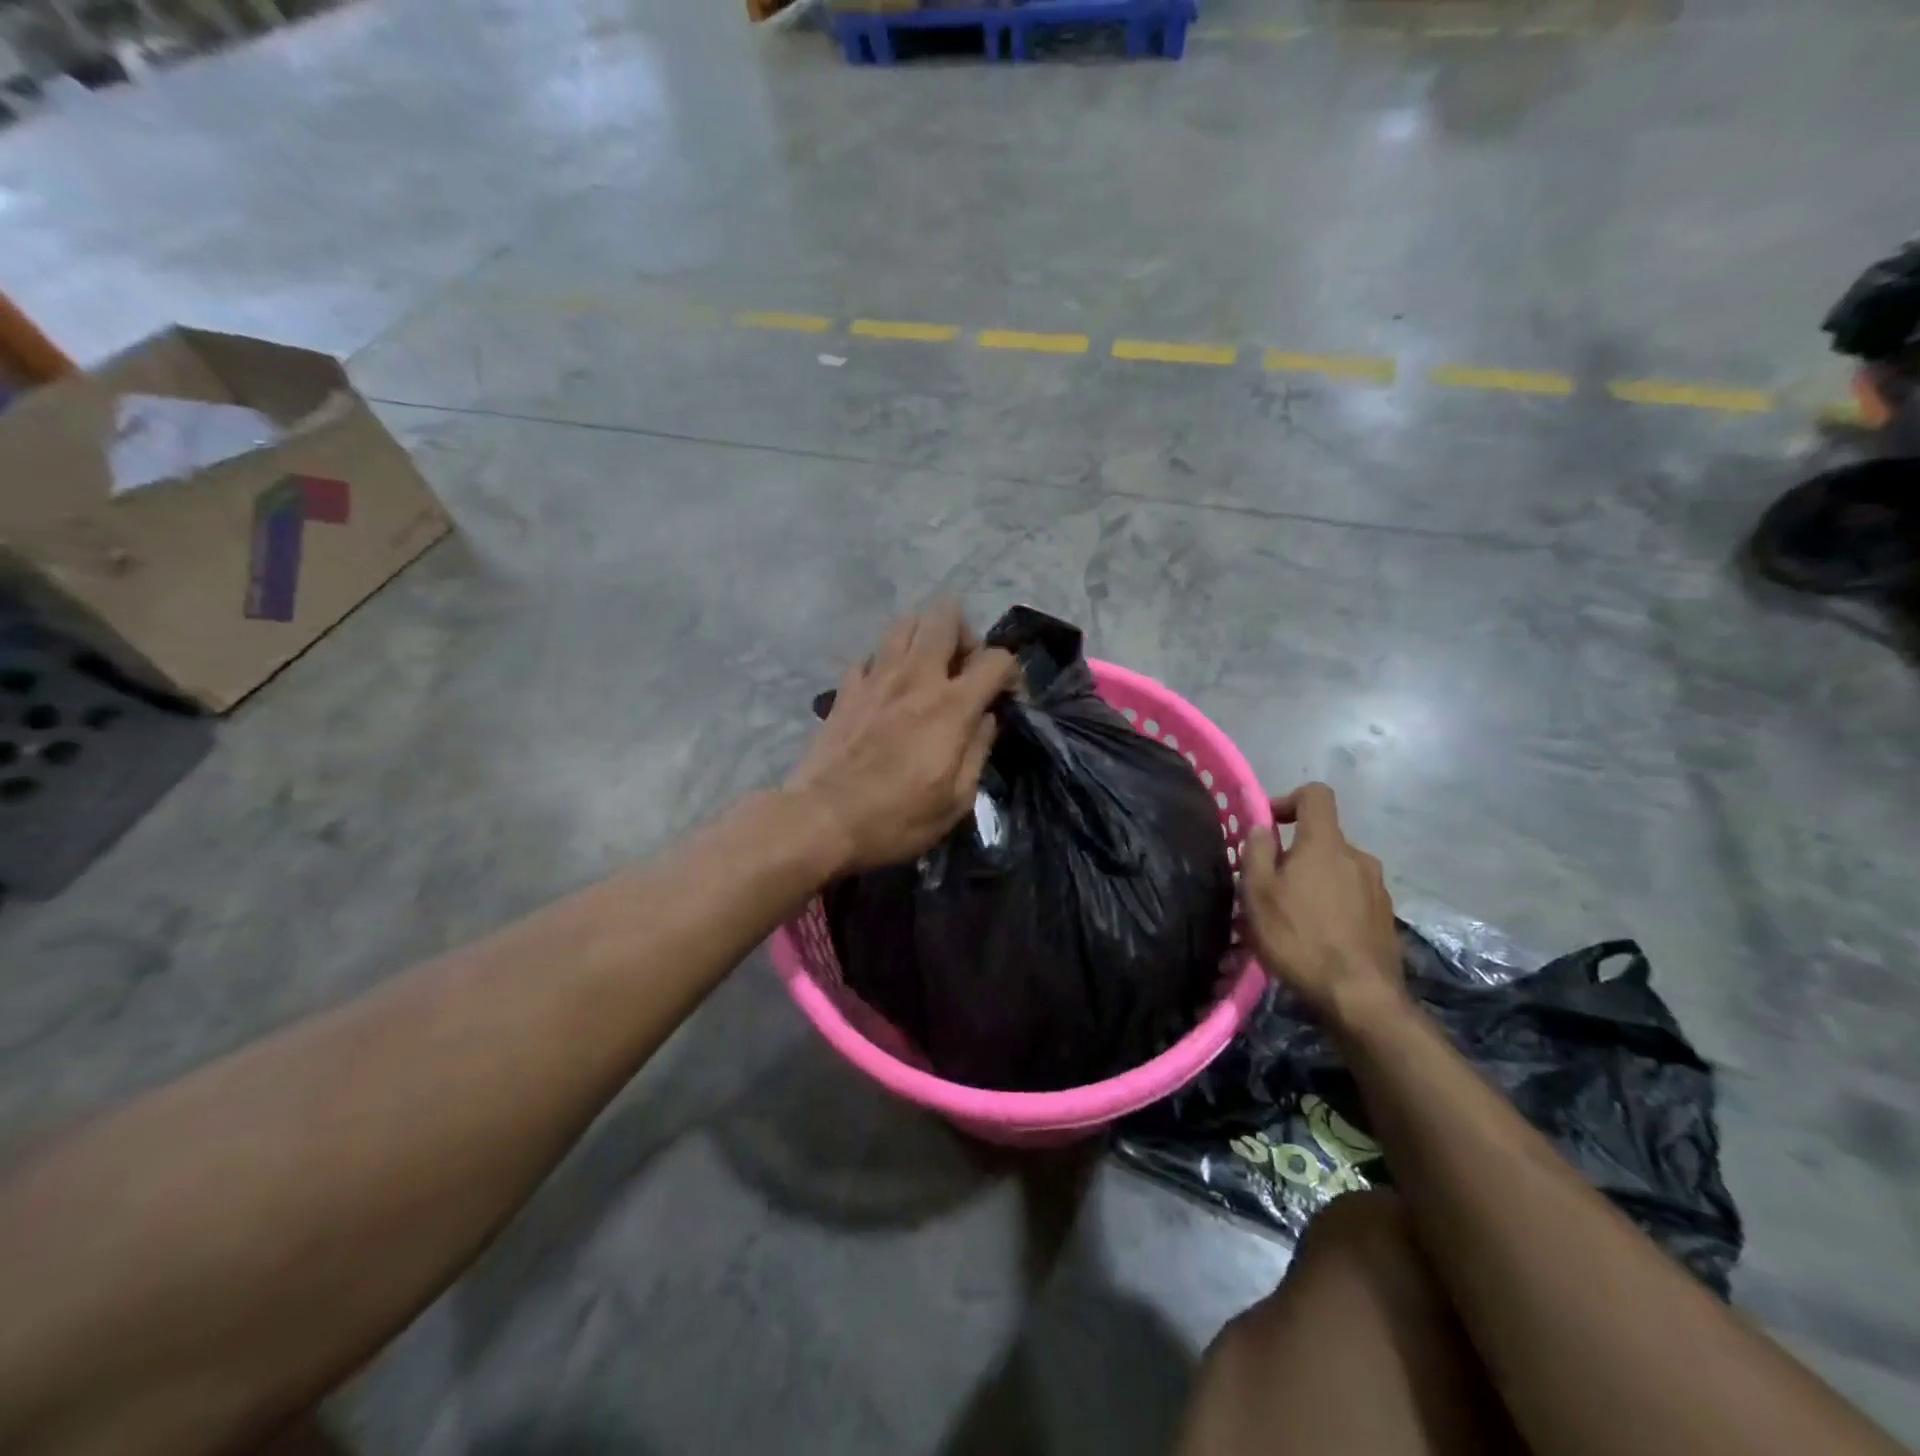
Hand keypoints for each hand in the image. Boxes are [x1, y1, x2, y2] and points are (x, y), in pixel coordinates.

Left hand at [787, 602, 1019, 873]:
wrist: (822, 820)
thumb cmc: (897, 819)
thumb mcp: (956, 800)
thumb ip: (978, 750)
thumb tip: (986, 718)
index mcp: (950, 705)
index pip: (996, 659)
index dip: (1011, 672)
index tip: (1006, 696)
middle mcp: (915, 677)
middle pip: (944, 615)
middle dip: (964, 633)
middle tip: (963, 669)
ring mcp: (875, 677)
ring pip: (904, 623)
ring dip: (924, 637)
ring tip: (927, 670)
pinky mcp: (845, 688)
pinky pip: (870, 654)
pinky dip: (886, 662)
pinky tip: (888, 689)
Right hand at [1241, 783, 1406, 1028]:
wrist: (1359, 998)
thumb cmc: (1298, 938)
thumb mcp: (1258, 893)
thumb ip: (1257, 851)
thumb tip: (1263, 828)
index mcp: (1326, 844)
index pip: (1316, 795)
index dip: (1288, 800)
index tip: (1268, 827)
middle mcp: (1358, 857)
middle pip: (1323, 838)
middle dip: (1296, 853)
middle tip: (1269, 886)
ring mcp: (1377, 888)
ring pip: (1337, 870)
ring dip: (1314, 881)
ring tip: (1291, 916)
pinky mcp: (1386, 918)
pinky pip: (1352, 896)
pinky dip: (1332, 905)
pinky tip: (1316, 936)